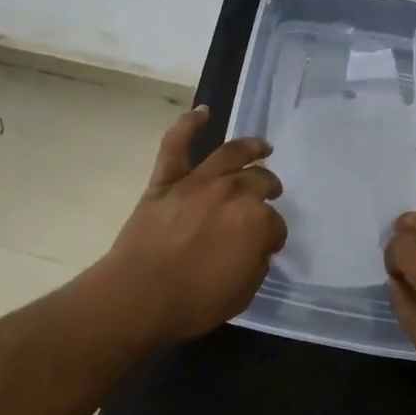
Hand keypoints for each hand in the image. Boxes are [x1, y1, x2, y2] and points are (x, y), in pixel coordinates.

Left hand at [93, 106, 287, 345]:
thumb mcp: (244, 291)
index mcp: (256, 220)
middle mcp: (233, 192)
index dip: (273, 235)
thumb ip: (256, 261)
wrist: (140, 296)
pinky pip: (176, 145)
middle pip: (259, 181)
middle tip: (270, 192)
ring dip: (251, 147)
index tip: (268, 245)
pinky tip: (203, 112)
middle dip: (268, 188)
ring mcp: (198, 182)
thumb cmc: (195, 301)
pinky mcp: (166, 181)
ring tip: (262, 146)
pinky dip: (188, 125)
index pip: (275, 224)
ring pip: (230, 154)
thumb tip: (256, 246)